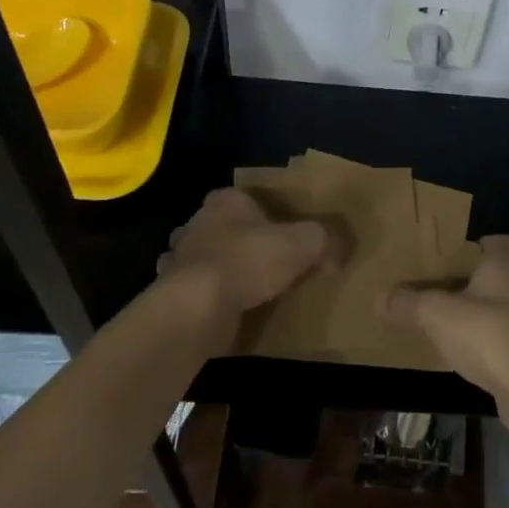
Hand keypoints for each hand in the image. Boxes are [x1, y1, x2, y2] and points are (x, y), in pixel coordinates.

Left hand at [157, 188, 330, 328]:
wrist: (200, 305)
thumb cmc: (250, 259)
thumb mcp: (304, 243)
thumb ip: (323, 240)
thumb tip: (337, 252)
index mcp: (226, 201)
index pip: (246, 198)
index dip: (265, 213)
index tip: (282, 231)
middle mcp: (197, 223)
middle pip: (222, 227)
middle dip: (239, 241)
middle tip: (267, 261)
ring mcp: (179, 259)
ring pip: (204, 258)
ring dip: (220, 269)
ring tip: (247, 288)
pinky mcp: (172, 292)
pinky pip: (196, 290)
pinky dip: (208, 297)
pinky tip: (226, 310)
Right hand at [381, 235, 508, 429]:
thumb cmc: (489, 336)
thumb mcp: (438, 315)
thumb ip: (409, 303)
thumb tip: (380, 297)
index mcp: (508, 265)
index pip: (502, 241)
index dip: (483, 246)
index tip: (461, 257)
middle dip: (494, 280)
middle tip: (464, 291)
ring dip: (500, 313)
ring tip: (467, 325)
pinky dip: (504, 342)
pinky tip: (481, 356)